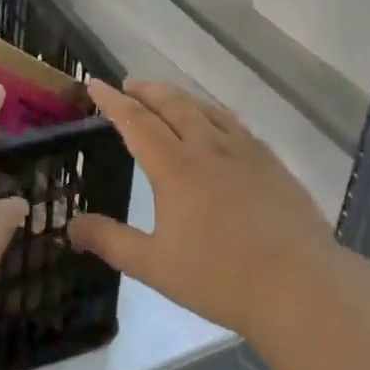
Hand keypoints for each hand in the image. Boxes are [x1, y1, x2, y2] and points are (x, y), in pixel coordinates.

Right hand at [70, 80, 332, 338]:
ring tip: (167, 98)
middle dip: (146, 90)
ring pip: (206, 108)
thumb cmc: (219, 277)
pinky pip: (234, 124)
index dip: (112, 101)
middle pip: (172, 103)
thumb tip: (70, 225)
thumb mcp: (154, 266)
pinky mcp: (271, 163)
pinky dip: (213, 114)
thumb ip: (110, 241)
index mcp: (175, 167)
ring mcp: (244, 151)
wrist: (300, 285)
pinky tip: (217, 127)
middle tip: (129, 86)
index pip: (136, 121)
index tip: (94, 83)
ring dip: (180, 97)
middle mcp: (207, 147)